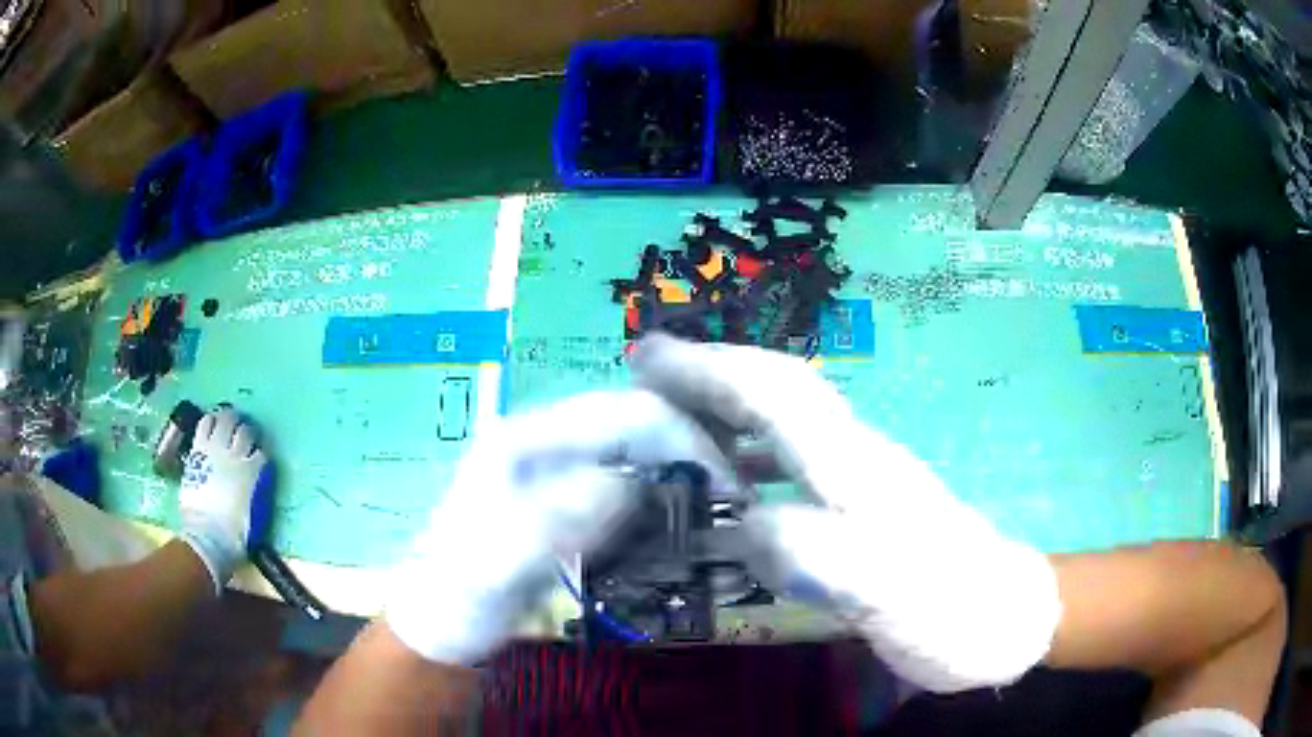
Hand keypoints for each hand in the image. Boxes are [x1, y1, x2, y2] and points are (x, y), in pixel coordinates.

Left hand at [179, 407, 271, 592]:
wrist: (208, 538)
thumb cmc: (236, 535)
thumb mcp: (258, 515)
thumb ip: (259, 490)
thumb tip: (259, 478)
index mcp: (254, 472)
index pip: (262, 449)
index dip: (261, 449)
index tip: (260, 452)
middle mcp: (236, 455)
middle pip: (245, 429)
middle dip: (246, 429)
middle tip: (244, 432)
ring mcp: (215, 450)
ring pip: (225, 420)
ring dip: (228, 420)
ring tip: (227, 423)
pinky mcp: (199, 450)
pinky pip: (205, 424)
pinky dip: (210, 421)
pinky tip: (211, 424)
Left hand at [385, 389, 730, 664]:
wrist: (440, 627)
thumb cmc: (458, 597)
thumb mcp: (496, 566)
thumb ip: (553, 522)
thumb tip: (629, 484)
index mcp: (524, 439)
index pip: (620, 413)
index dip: (681, 439)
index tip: (728, 487)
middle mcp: (544, 441)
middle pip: (634, 423)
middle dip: (690, 453)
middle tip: (735, 501)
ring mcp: (557, 470)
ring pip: (637, 452)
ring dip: (682, 476)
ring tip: (720, 513)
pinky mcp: (569, 501)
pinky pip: (628, 487)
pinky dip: (662, 502)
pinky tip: (683, 528)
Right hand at [631, 335, 1061, 691]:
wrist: (1006, 620)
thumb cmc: (954, 612)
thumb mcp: (891, 595)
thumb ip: (822, 557)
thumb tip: (745, 525)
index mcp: (858, 468)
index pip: (775, 395)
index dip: (708, 369)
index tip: (646, 357)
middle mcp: (858, 458)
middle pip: (778, 392)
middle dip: (709, 373)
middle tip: (642, 377)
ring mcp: (864, 480)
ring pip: (784, 424)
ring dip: (724, 410)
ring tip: (665, 423)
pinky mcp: (866, 507)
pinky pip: (794, 465)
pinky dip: (748, 459)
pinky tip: (727, 488)